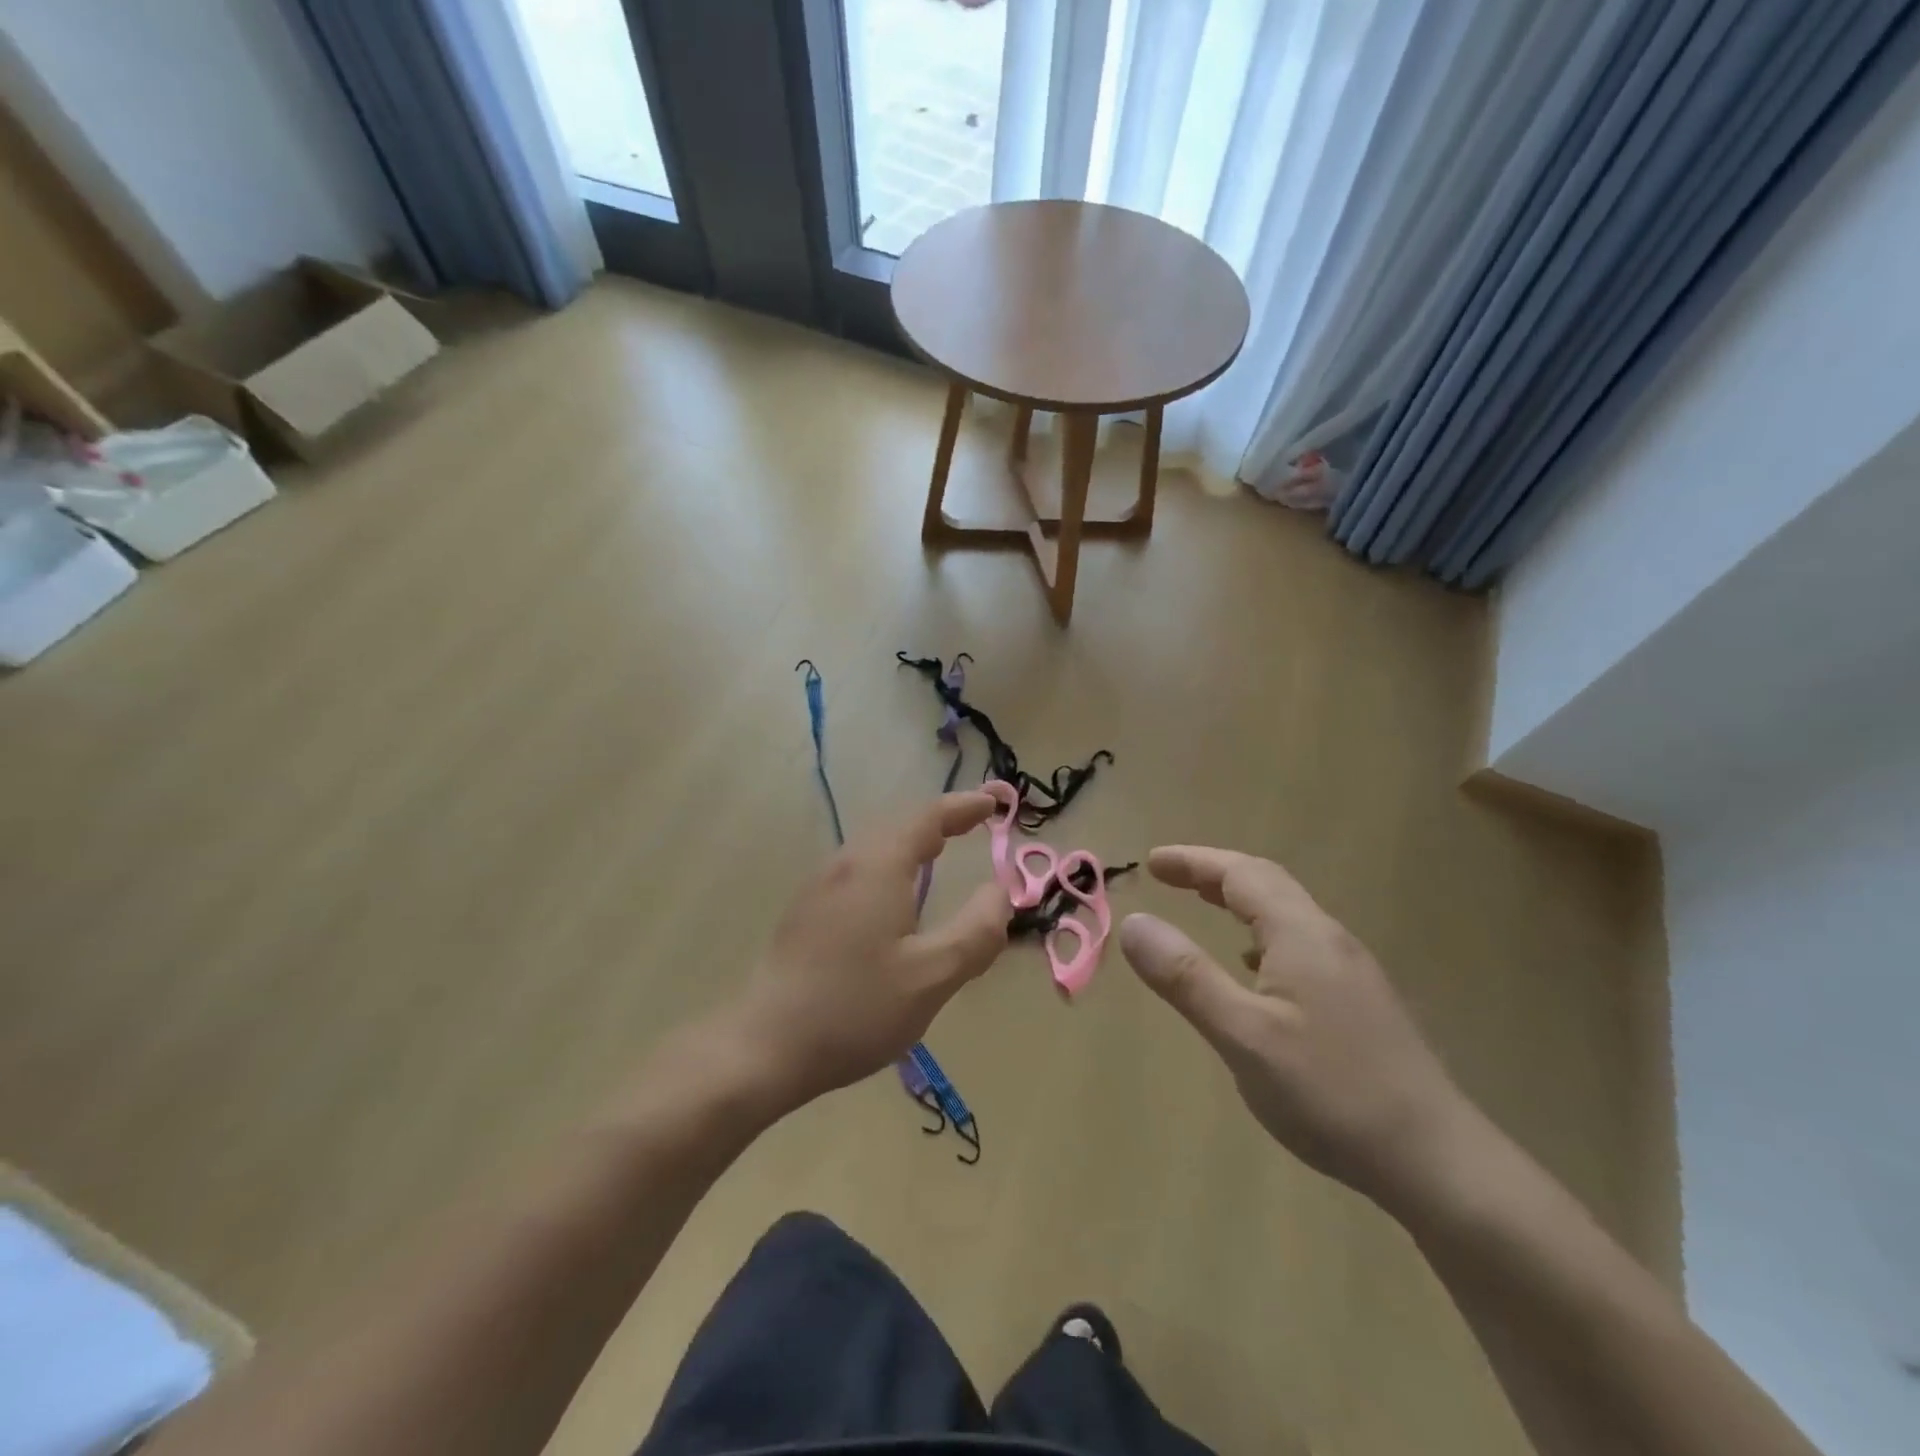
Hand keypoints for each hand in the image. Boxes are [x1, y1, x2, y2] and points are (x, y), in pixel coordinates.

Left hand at [728, 792, 1009, 1111]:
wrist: (764, 1047)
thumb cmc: (855, 1009)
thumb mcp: (932, 977)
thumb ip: (976, 931)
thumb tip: (1000, 892)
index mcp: (878, 867)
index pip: (928, 817)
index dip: (963, 807)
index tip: (993, 803)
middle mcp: (846, 864)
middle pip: (899, 825)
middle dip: (940, 820)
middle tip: (974, 824)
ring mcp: (819, 886)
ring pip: (874, 846)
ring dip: (912, 841)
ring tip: (939, 850)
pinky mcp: (806, 911)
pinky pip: (858, 868)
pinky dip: (890, 862)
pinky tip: (894, 894)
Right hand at [1120, 846, 1480, 1211]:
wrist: (1437, 1161)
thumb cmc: (1330, 1092)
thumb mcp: (1243, 1035)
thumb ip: (1185, 977)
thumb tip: (1134, 921)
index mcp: (1301, 934)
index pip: (1239, 873)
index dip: (1193, 861)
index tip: (1151, 861)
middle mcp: (1329, 939)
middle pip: (1267, 883)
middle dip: (1214, 873)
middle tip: (1169, 876)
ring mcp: (1351, 970)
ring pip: (1287, 913)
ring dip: (1240, 900)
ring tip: (1205, 908)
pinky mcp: (1361, 1001)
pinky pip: (1300, 943)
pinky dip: (1262, 933)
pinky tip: (1255, 969)